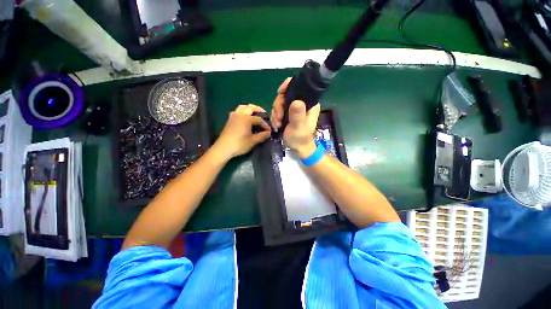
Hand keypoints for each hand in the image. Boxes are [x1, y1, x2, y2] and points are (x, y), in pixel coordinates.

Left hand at [216, 104, 270, 158]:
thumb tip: (268, 133)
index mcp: (247, 119)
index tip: (269, 131)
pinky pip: (237, 111)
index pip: (259, 119)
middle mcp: (240, 115)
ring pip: (242, 107)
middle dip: (258, 109)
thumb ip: (261, 136)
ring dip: (249, 108)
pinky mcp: (229, 120)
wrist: (223, 148)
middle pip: (250, 108)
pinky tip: (244, 117)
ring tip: (254, 112)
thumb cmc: (239, 144)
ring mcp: (234, 116)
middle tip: (264, 112)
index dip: (265, 125)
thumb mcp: (252, 141)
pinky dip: (242, 111)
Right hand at [270, 78, 319, 157]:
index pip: (299, 86)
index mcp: (309, 103)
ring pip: (280, 103)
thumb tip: (296, 101)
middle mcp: (302, 103)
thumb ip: (297, 114)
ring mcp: (294, 109)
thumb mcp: (298, 126)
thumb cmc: (301, 138)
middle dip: (278, 106)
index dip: (288, 86)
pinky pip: (278, 110)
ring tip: (278, 125)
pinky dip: (275, 117)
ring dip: (276, 114)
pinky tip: (277, 125)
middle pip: (285, 95)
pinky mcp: (288, 114)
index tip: (279, 93)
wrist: (298, 148)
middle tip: (278, 118)